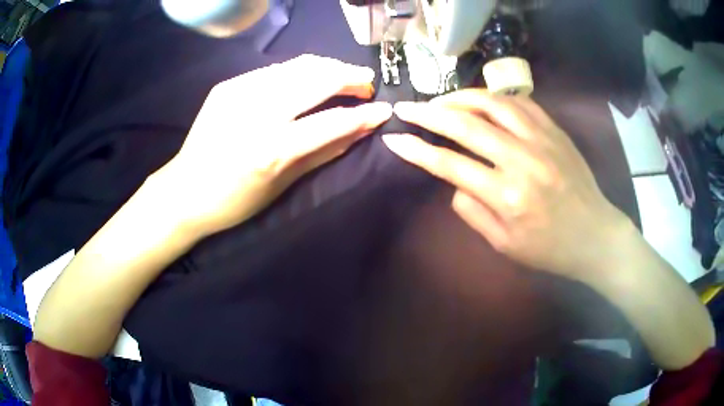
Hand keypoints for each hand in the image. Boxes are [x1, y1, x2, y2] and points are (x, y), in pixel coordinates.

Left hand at [156, 54, 391, 236]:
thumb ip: (326, 151)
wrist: (185, 190)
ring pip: (297, 66)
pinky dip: (298, 71)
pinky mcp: (227, 85)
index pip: (332, 122)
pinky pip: (273, 70)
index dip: (364, 114)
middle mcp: (256, 113)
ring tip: (343, 75)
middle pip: (316, 79)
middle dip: (349, 76)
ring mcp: (238, 93)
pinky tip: (306, 79)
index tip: (385, 108)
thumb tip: (361, 129)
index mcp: (271, 149)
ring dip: (327, 67)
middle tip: (365, 81)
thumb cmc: (235, 201)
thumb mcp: (284, 184)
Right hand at [382, 89, 628, 277]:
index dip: (417, 150)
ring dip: (459, 97)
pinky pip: (520, 102)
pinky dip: (494, 97)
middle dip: (428, 113)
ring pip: (492, 103)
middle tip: (406, 107)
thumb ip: (472, 211)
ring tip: (441, 100)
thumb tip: (454, 180)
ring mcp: (541, 139)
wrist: (594, 235)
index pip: (449, 164)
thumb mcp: (503, 244)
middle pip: (465, 124)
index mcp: (506, 196)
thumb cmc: (548, 248)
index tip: (394, 140)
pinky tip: (481, 100)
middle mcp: (522, 160)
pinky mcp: (554, 130)